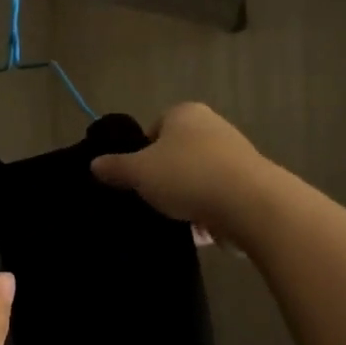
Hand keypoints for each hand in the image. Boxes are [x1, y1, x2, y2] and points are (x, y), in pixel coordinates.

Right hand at [90, 102, 272, 238]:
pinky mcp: (251, 183)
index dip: (142, 153)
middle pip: (177, 154)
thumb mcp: (139, 172)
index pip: (154, 128)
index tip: (137, 178)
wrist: (250, 204)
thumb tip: (94, 164)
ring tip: (174, 219)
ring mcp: (235, 155)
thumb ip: (115, 168)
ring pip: (198, 177)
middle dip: (165, 177)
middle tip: (152, 199)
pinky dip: (207, 212)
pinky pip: (218, 197)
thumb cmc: (187, 176)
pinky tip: (199, 231)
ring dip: (187, 198)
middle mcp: (213, 126)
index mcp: (185, 113)